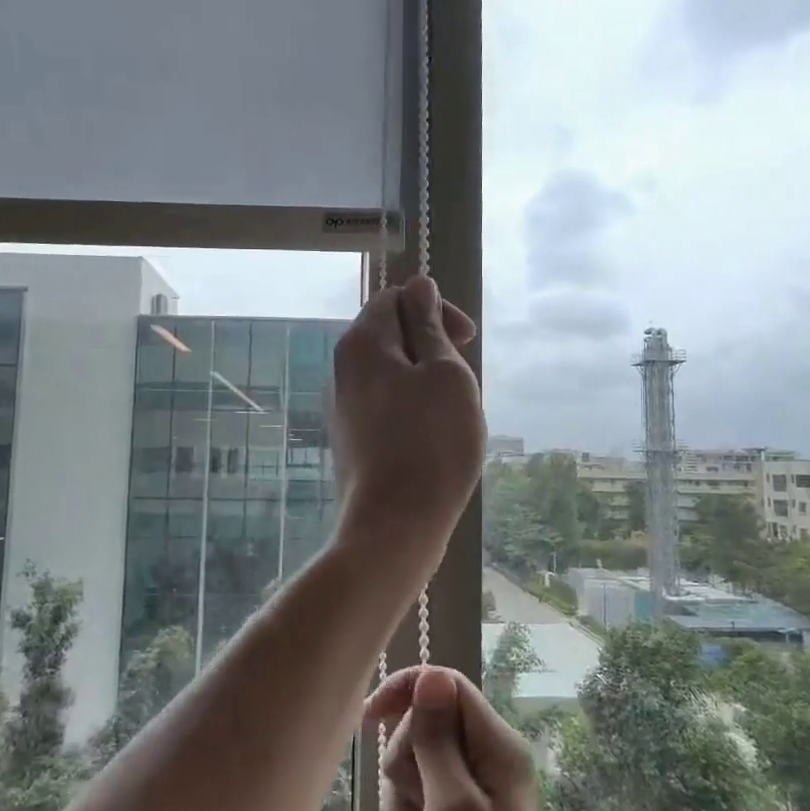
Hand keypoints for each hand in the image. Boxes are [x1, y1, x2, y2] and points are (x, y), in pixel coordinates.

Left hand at [330, 276, 483, 568]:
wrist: (396, 525)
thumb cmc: (432, 443)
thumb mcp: (446, 374)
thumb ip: (430, 326)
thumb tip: (419, 285)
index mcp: (361, 344)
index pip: (395, 298)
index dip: (435, 308)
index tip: (467, 339)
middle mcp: (342, 370)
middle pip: (390, 335)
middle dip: (433, 346)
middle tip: (463, 380)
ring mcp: (343, 407)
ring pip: (392, 372)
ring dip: (426, 380)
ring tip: (453, 411)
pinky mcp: (352, 438)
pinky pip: (386, 404)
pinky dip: (413, 407)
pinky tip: (434, 436)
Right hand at [367, 665, 556, 810]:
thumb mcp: (451, 804)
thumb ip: (437, 738)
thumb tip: (431, 674)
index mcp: (496, 745)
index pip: (446, 686)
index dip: (406, 692)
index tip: (368, 718)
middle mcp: (485, 758)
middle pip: (422, 725)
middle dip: (405, 765)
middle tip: (417, 806)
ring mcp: (468, 789)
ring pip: (411, 764)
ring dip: (401, 802)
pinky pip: (412, 799)